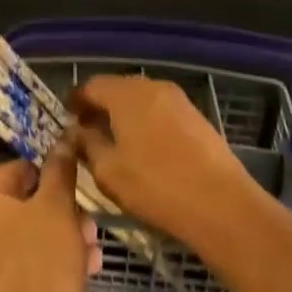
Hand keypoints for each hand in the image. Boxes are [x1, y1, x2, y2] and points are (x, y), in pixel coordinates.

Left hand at [0, 153, 96, 291]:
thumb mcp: (57, 205)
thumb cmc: (42, 259)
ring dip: (55, 242)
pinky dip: (41, 270)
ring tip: (90, 253)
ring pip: (19, 243)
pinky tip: (77, 277)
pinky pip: (15, 273)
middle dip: (57, 216)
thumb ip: (59, 169)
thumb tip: (62, 140)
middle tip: (87, 226)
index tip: (75, 190)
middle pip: (18, 210)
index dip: (49, 178)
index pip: (15, 172)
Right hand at [71, 74, 260, 248]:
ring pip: (141, 100)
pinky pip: (161, 111)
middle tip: (89, 133)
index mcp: (125, 93)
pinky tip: (148, 151)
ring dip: (125, 116)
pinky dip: (147, 123)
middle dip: (101, 107)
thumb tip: (76, 132)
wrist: (223, 205)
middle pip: (117, 89)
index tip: (68, 120)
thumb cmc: (157, 187)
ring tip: (118, 144)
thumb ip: (87, 146)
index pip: (91, 86)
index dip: (77, 101)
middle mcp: (150, 86)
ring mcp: (177, 99)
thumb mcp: (109, 172)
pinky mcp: (196, 116)